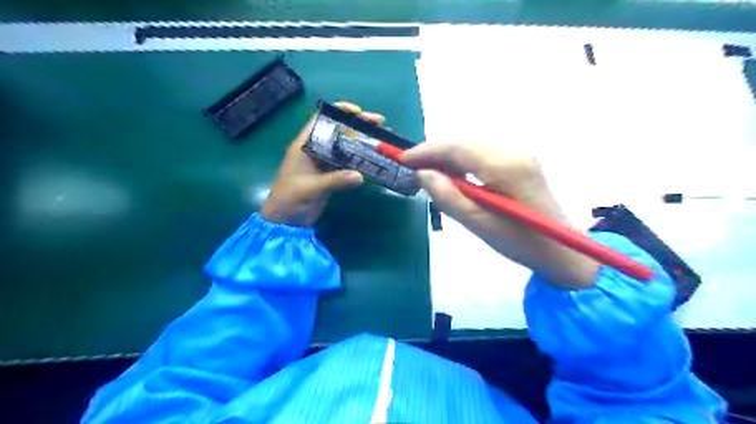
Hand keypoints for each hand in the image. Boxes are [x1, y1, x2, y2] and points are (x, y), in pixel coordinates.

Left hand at [263, 101, 386, 226]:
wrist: (285, 222)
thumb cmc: (289, 200)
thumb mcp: (310, 188)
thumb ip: (334, 181)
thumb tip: (360, 176)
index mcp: (304, 145)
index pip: (322, 120)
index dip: (339, 111)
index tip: (359, 112)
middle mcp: (315, 150)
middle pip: (338, 131)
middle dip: (358, 125)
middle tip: (380, 123)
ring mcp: (324, 163)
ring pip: (345, 146)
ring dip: (362, 142)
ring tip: (381, 138)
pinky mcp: (331, 175)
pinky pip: (347, 163)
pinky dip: (360, 159)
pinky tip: (374, 158)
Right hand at [401, 143, 595, 287]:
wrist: (562, 251)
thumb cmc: (520, 242)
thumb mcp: (478, 224)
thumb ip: (448, 197)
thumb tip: (423, 173)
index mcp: (505, 166)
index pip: (457, 147)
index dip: (426, 150)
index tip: (402, 159)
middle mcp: (513, 151)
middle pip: (464, 143)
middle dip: (434, 152)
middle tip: (411, 168)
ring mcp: (519, 155)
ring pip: (472, 148)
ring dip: (447, 158)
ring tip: (427, 174)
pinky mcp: (520, 163)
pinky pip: (483, 156)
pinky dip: (462, 163)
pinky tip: (453, 177)